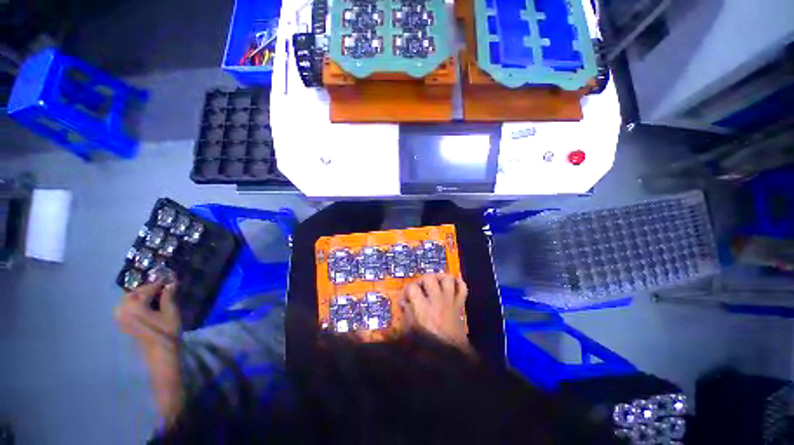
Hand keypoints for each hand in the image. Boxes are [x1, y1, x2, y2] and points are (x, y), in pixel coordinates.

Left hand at [114, 281, 180, 357]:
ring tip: (153, 296)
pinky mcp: (121, 323)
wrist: (159, 352)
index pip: (147, 289)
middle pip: (134, 293)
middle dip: (147, 289)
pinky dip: (133, 303)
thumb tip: (171, 283)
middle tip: (161, 288)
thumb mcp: (171, 312)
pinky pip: (124, 308)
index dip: (159, 283)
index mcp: (135, 306)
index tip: (169, 279)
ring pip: (127, 300)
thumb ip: (168, 296)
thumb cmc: (167, 331)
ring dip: (139, 296)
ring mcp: (120, 317)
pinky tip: (143, 305)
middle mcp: (123, 310)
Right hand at [402, 274, 469, 349]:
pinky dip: (457, 283)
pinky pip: (462, 287)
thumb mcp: (412, 331)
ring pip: (447, 279)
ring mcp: (450, 301)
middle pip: (429, 278)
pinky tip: (450, 285)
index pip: (412, 288)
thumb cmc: (430, 344)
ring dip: (440, 277)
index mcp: (423, 308)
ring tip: (435, 282)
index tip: (406, 297)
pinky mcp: (459, 304)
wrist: (452, 355)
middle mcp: (437, 301)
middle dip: (422, 280)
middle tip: (420, 288)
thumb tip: (403, 302)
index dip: (407, 290)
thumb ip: (407, 314)